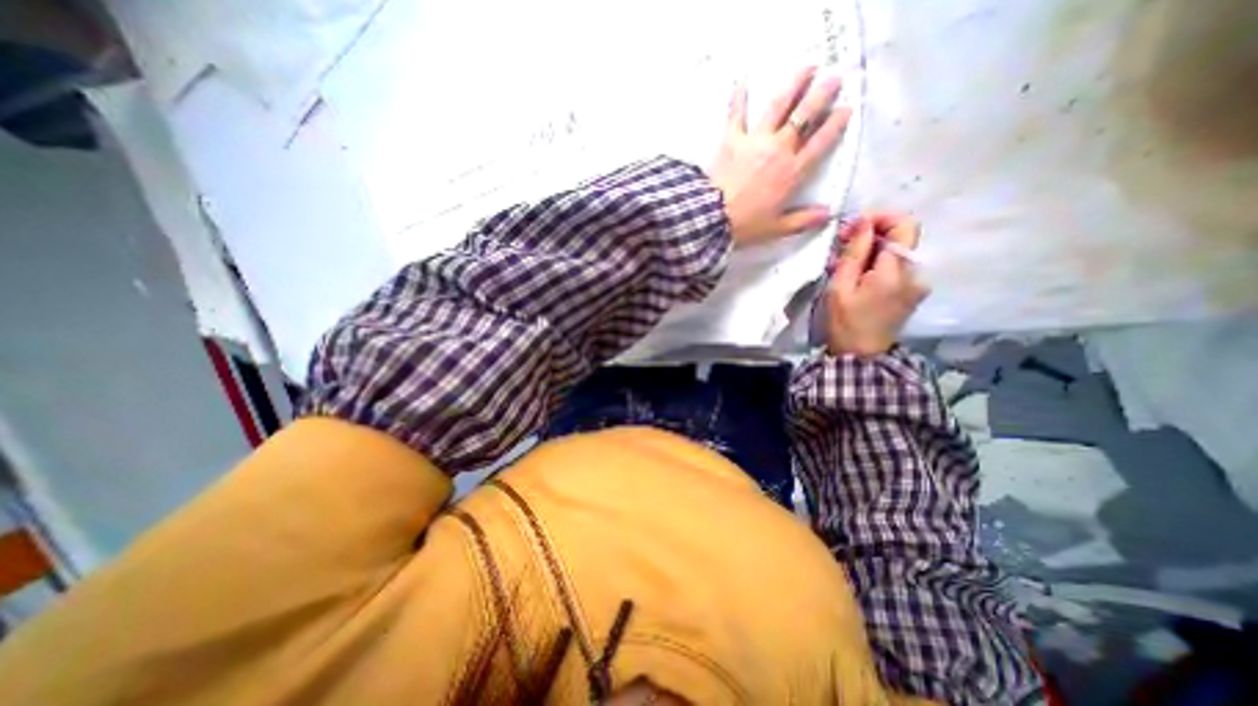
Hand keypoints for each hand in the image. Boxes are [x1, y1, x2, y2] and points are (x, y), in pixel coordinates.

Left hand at [707, 67, 855, 248]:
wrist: (712, 217)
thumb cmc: (746, 224)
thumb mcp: (777, 228)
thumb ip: (803, 220)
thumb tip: (829, 214)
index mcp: (792, 172)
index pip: (820, 143)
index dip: (835, 124)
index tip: (846, 108)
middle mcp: (778, 149)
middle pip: (804, 117)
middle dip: (821, 95)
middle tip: (834, 78)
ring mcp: (755, 140)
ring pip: (778, 106)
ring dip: (794, 84)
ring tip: (806, 67)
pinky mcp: (732, 139)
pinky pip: (736, 115)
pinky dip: (738, 99)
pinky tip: (741, 83)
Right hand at [821, 213, 927, 356]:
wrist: (861, 356)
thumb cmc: (845, 322)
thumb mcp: (840, 286)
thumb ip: (854, 252)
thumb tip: (862, 222)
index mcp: (897, 270)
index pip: (904, 224)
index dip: (880, 217)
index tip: (853, 226)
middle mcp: (915, 272)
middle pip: (902, 235)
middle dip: (872, 232)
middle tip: (842, 243)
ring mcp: (917, 283)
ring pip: (898, 249)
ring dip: (872, 248)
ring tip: (843, 262)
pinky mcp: (912, 291)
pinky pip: (897, 265)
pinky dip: (877, 261)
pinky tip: (856, 274)